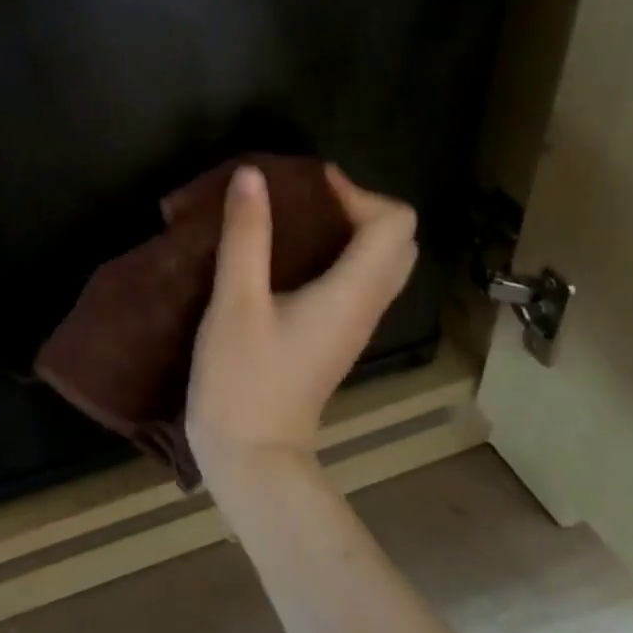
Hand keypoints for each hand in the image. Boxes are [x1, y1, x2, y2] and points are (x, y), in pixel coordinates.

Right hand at [186, 164, 417, 486]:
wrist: (251, 457)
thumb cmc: (242, 379)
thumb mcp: (236, 301)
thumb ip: (246, 235)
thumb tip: (253, 175)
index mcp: (352, 293)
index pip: (394, 223)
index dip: (357, 192)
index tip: (307, 183)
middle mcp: (366, 307)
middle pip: (396, 241)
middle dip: (357, 207)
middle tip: (305, 200)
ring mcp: (353, 327)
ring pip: (378, 264)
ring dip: (348, 231)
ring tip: (294, 220)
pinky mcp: (334, 339)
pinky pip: (356, 283)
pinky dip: (336, 256)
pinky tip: (287, 259)